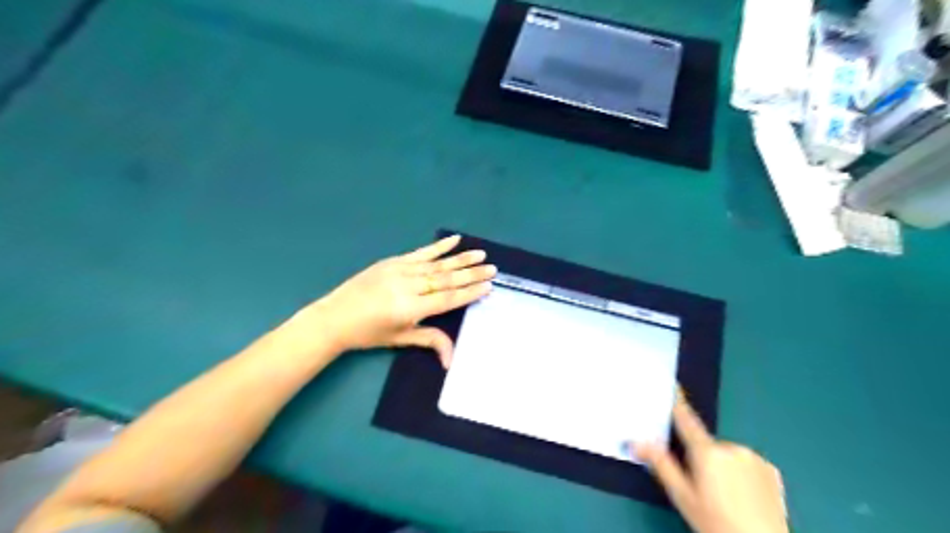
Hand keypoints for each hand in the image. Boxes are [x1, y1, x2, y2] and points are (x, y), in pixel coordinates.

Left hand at [287, 236, 496, 364]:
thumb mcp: (400, 339)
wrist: (334, 317)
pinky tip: (454, 239)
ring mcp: (400, 270)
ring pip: (436, 264)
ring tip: (480, 254)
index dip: (469, 292)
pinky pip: (420, 252)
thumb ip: (430, 340)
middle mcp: (408, 286)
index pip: (447, 298)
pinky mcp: (393, 261)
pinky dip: (438, 246)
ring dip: (460, 259)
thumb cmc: (368, 334)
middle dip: (471, 274)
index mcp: (410, 308)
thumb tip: (452, 360)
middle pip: (446, 279)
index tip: (489, 286)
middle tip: (492, 268)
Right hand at [638, 389, 786, 532]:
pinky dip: (741, 473)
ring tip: (725, 497)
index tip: (672, 383)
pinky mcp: (771, 470)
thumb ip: (660, 464)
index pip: (686, 420)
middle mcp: (730, 447)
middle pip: (706, 444)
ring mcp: (753, 457)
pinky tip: (744, 497)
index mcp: (706, 451)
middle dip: (701, 458)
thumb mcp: (682, 496)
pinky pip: (746, 463)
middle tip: (701, 486)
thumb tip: (635, 441)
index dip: (677, 402)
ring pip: (727, 454)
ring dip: (722, 467)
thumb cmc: (715, 522)